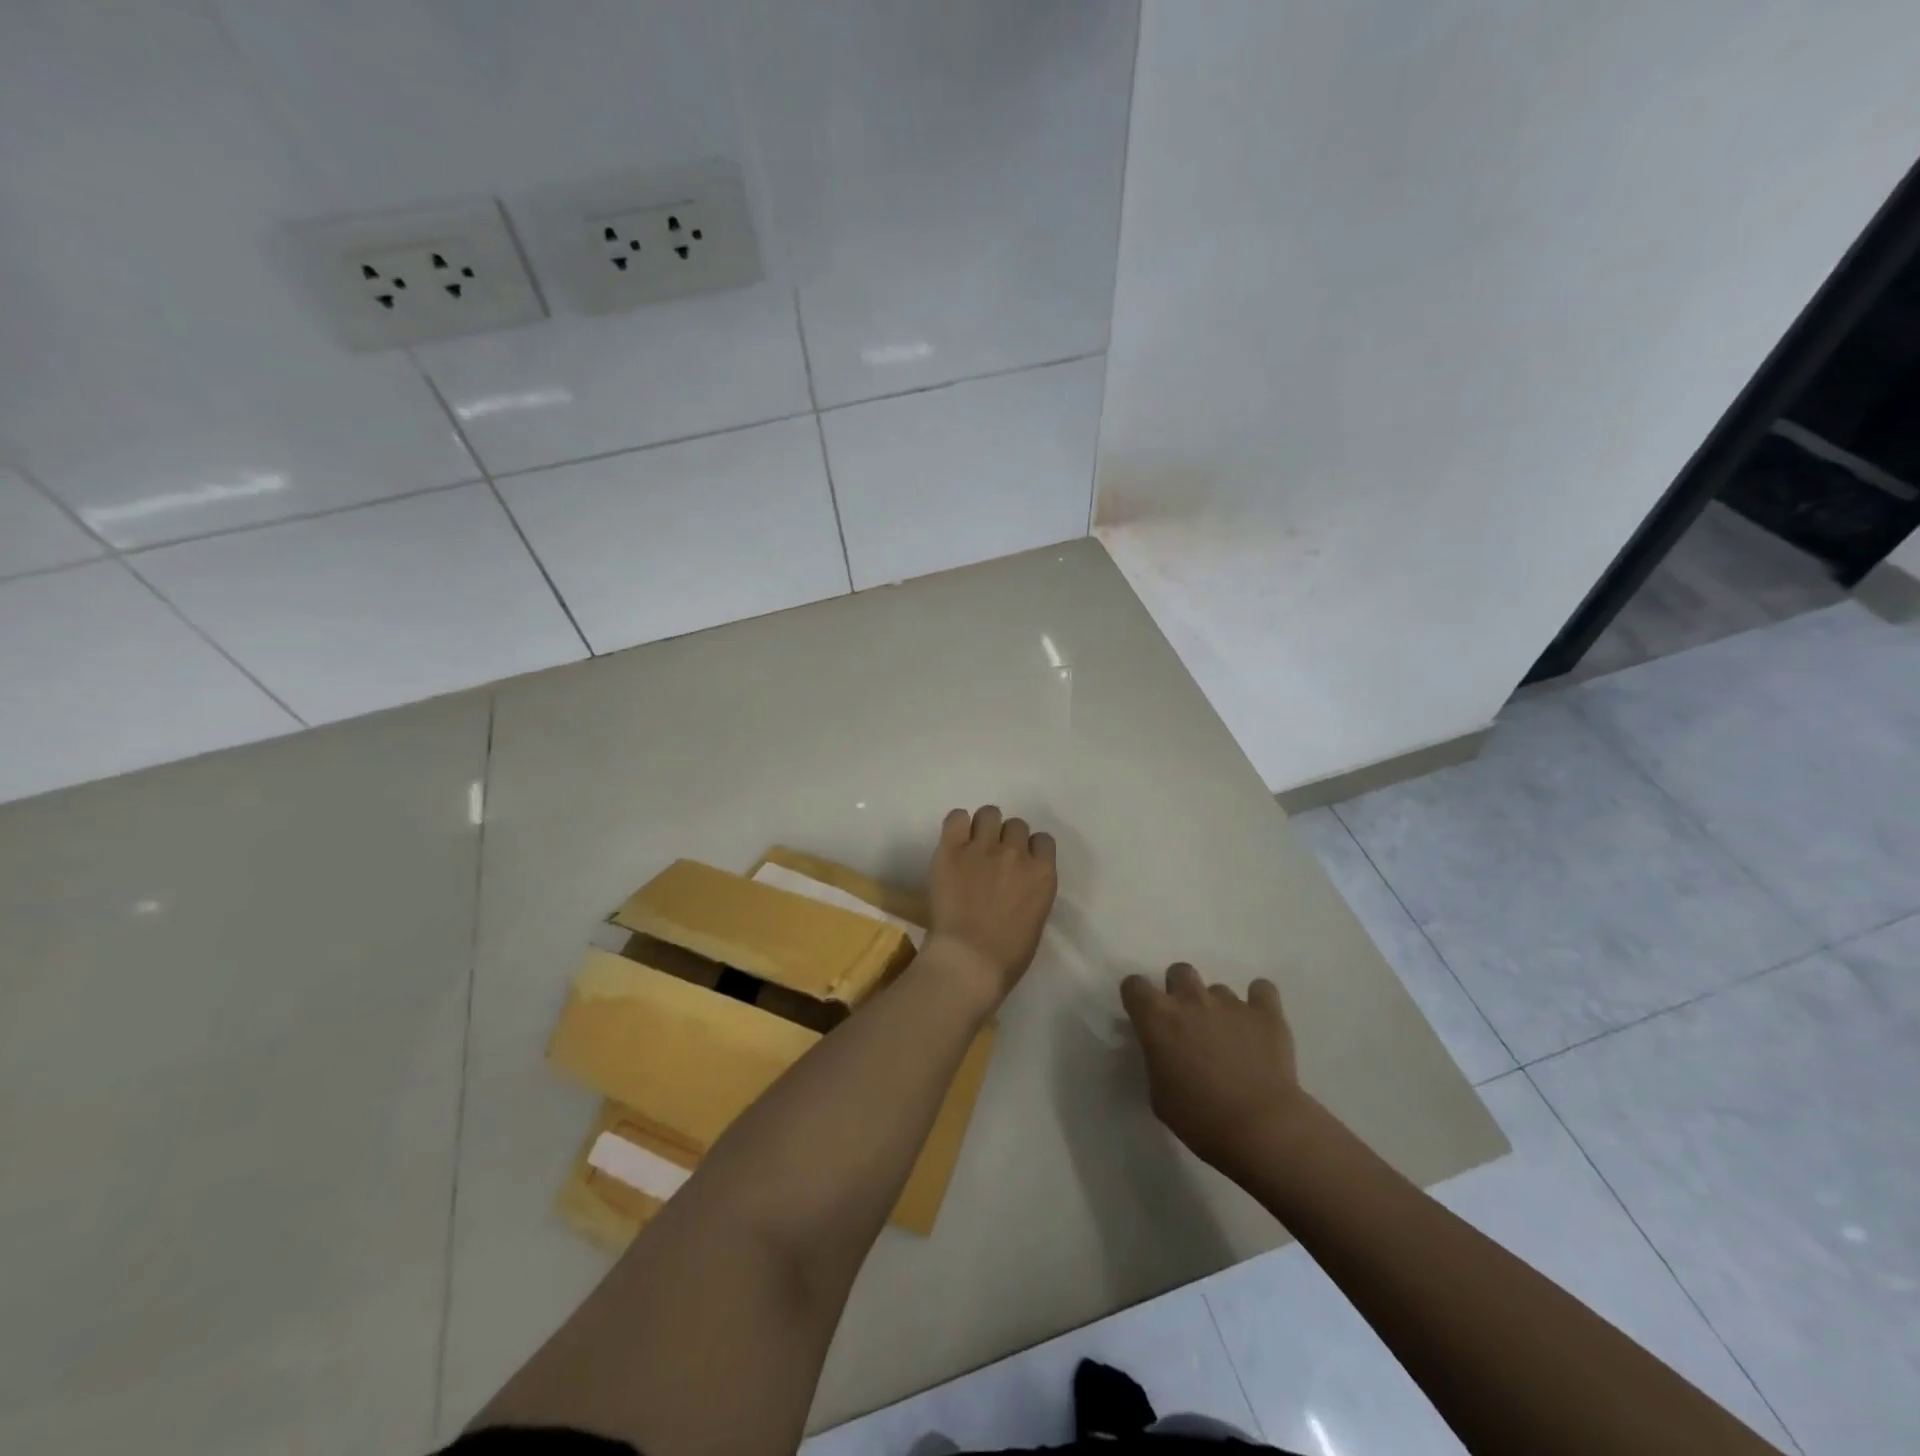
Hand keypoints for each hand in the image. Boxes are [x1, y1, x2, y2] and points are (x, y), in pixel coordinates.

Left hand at [925, 805, 1057, 1002]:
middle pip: (1016, 825)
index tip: (1019, 864)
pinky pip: (956, 817)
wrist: (968, 962)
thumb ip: (1031, 891)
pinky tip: (954, 841)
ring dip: (983, 827)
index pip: (1043, 840)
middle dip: (1006, 839)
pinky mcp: (951, 850)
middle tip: (992, 858)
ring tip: (972, 845)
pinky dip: (957, 826)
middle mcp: (1015, 853)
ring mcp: (982, 848)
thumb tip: (1018, 883)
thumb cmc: (1007, 956)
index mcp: (1042, 874)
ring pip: (989, 814)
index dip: (1030, 850)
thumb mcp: (1035, 920)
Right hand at [1121, 964, 1308, 1176]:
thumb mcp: (1159, 1094)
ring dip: (1218, 1008)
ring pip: (1218, 989)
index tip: (1145, 1016)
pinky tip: (1259, 1022)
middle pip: (1179, 971)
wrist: (1261, 1129)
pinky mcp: (1266, 1013)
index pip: (1134, 985)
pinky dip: (1258, 1001)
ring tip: (1230, 1039)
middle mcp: (1191, 999)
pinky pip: (1261, 990)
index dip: (1138, 998)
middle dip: (1180, 991)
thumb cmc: (1200, 1119)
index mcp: (1157, 1017)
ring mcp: (1230, 1003)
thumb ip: (1157, 1060)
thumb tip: (1166, 1051)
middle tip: (1188, 1023)